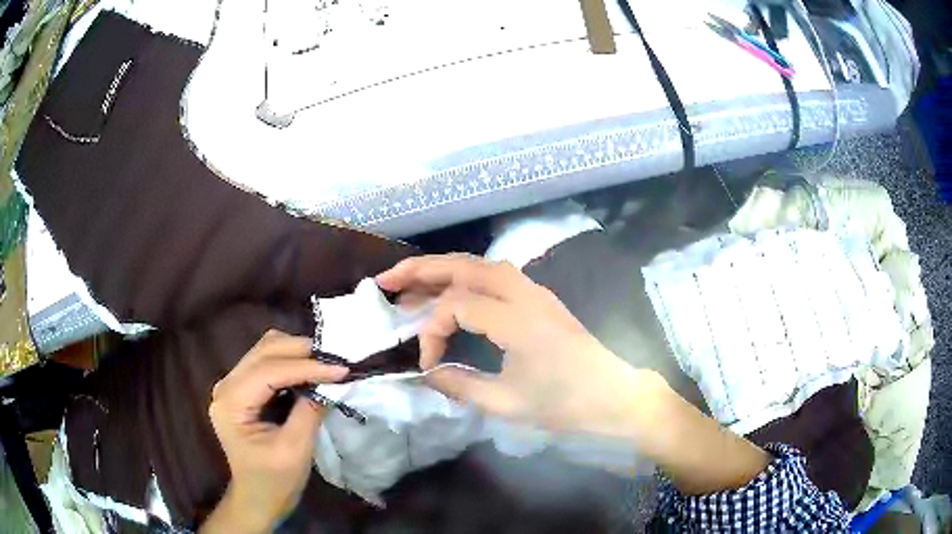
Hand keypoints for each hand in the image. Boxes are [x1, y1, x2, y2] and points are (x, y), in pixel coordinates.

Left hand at [202, 330, 348, 532]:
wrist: (259, 498)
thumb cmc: (274, 481)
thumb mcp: (295, 449)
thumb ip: (310, 412)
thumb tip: (332, 383)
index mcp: (231, 403)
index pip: (268, 371)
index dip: (306, 366)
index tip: (341, 369)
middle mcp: (226, 385)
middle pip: (264, 350)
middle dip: (302, 352)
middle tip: (337, 363)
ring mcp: (233, 384)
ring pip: (266, 350)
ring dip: (297, 353)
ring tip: (326, 366)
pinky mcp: (243, 388)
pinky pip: (267, 362)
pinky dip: (291, 362)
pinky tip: (310, 373)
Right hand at [376, 254, 654, 436]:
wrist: (614, 396)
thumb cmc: (565, 403)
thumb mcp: (507, 403)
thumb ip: (460, 385)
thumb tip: (427, 373)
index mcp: (517, 319)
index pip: (456, 306)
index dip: (431, 331)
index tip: (428, 362)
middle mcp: (524, 293)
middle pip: (464, 266)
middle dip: (421, 269)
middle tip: (386, 280)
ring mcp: (534, 291)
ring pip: (480, 265)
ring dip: (442, 269)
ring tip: (410, 282)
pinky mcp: (539, 298)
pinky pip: (495, 275)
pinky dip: (465, 277)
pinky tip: (451, 291)